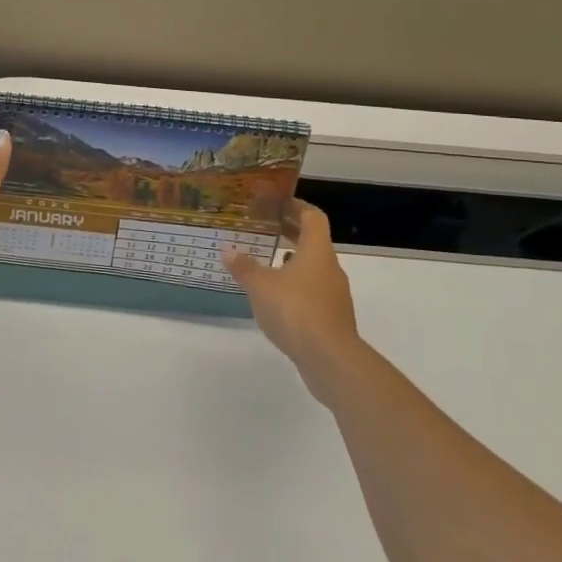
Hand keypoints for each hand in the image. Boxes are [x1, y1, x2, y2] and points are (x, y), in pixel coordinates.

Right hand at [223, 202, 363, 402]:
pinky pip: (313, 292)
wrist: (331, 359)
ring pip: (313, 268)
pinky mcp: (333, 318)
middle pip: (313, 241)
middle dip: (290, 233)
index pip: (312, 216)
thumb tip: (227, 250)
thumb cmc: (295, 310)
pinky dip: (296, 288)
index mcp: (316, 251)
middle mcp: (330, 268)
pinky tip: (276, 299)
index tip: (276, 202)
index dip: (296, 206)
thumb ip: (244, 267)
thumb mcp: (260, 286)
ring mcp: (334, 295)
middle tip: (265, 228)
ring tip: (266, 263)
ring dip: (293, 262)